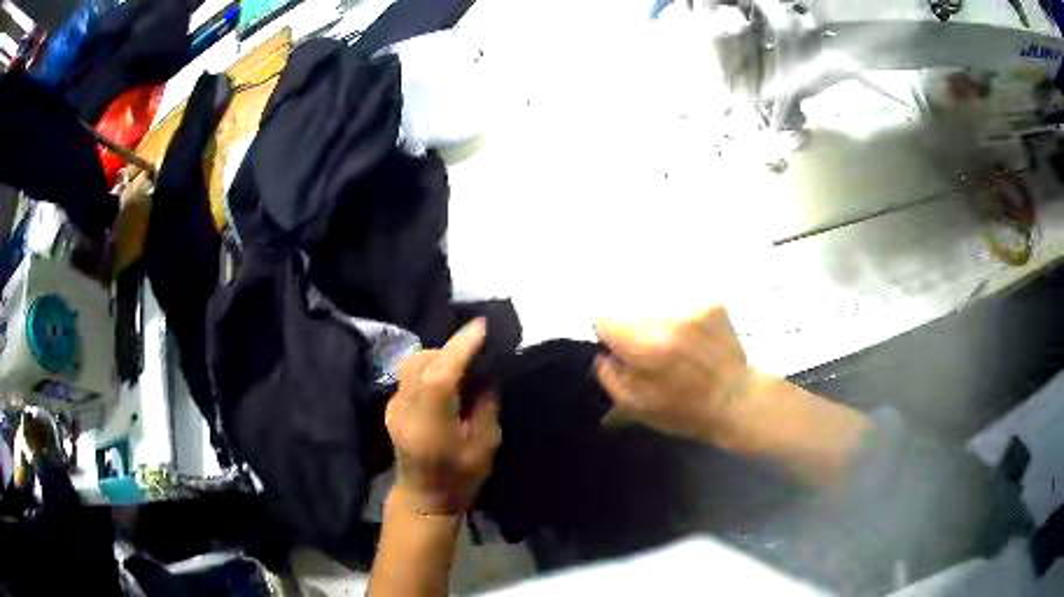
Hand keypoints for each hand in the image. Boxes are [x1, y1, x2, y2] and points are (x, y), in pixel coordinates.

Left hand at [386, 319, 500, 515]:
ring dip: (437, 356)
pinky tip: (444, 381)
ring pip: (412, 364)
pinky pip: (409, 375)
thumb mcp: (485, 446)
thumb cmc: (460, 479)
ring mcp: (394, 407)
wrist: (423, 499)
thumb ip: (485, 406)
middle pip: (421, 362)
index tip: (481, 326)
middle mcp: (405, 409)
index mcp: (430, 423)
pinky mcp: (392, 407)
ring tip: (461, 366)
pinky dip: (428, 368)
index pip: (441, 375)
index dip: (460, 347)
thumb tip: (484, 375)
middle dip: (449, 350)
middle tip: (475, 352)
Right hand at [594, 306, 754, 444]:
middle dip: (632, 325)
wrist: (736, 400)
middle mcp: (670, 320)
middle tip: (648, 348)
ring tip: (671, 343)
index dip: (608, 332)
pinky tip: (690, 337)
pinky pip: (680, 301)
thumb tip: (603, 353)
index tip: (616, 345)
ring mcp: (694, 308)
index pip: (605, 316)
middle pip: (629, 304)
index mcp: (648, 348)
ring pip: (655, 300)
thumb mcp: (636, 407)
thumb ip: (610, 377)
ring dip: (656, 318)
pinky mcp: (712, 303)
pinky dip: (679, 316)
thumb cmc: (684, 411)